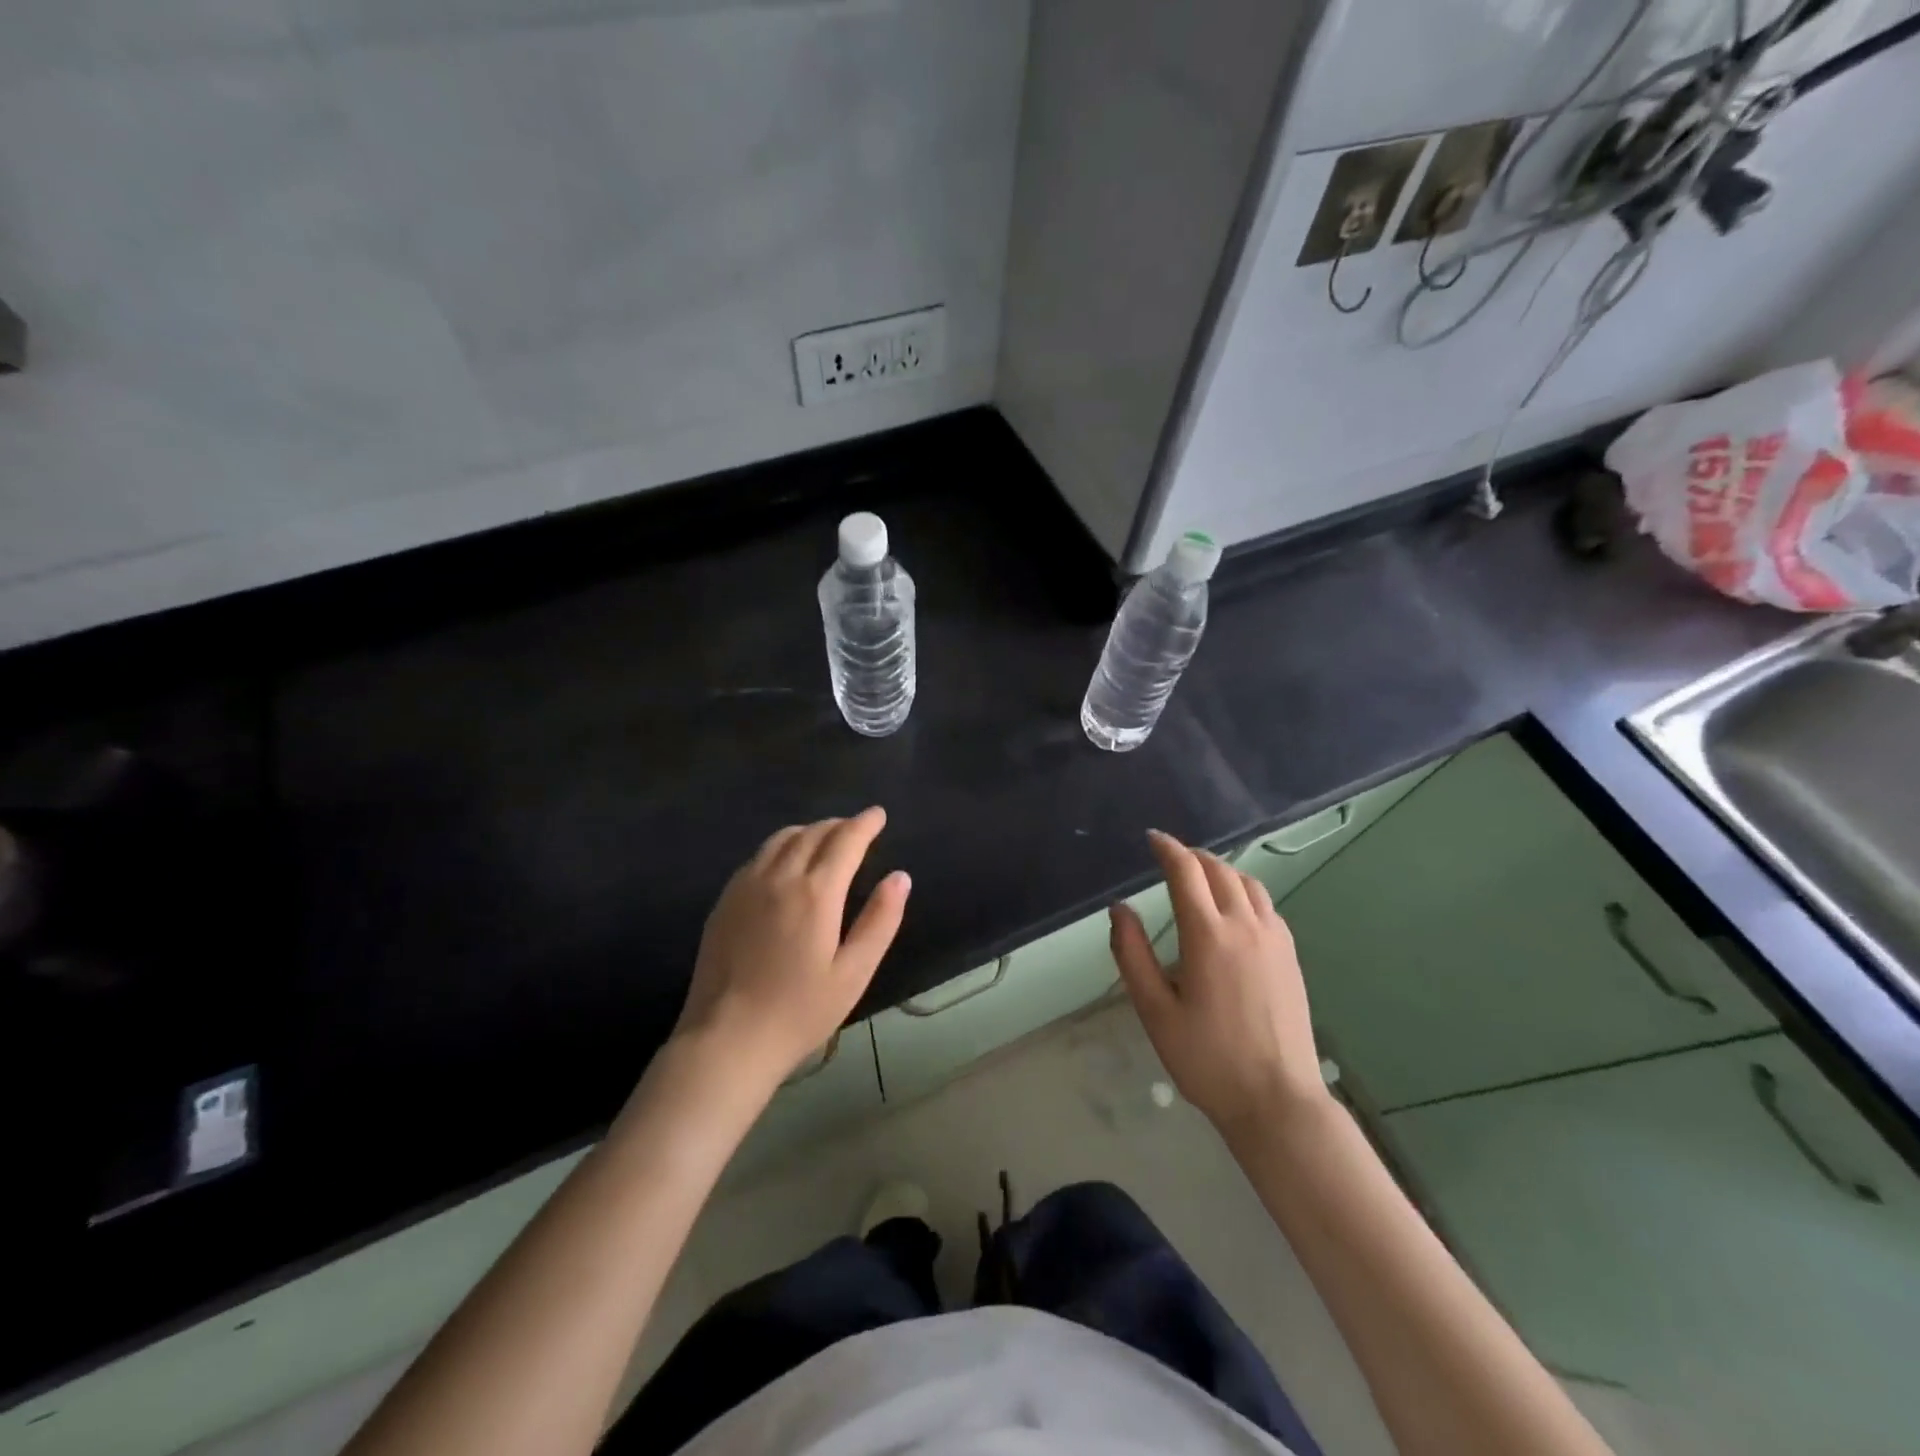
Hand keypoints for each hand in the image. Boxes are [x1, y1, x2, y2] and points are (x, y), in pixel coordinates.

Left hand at [674, 807, 909, 1091]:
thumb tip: (900, 877)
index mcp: (815, 893)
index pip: (845, 841)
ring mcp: (746, 886)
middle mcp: (779, 877)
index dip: (865, 824)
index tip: (878, 814)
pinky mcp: (725, 901)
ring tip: (825, 839)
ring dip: (809, 831)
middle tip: (857, 829)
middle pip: (812, 833)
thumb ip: (880, 921)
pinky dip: (781, 847)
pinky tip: (785, 864)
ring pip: (781, 839)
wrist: (726, 1040)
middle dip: (839, 825)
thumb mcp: (853, 973)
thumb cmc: (799, 1011)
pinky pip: (758, 857)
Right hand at [1110, 830, 1330, 1138]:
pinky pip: (1266, 904)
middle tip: (1170, 857)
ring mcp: (1274, 939)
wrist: (1277, 1101)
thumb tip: (1119, 909)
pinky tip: (1233, 909)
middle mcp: (1245, 926)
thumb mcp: (1154, 1010)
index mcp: (1208, 935)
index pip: (1186, 872)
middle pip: (1219, 870)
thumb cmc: (1207, 1059)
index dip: (1168, 848)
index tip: (1152, 838)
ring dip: (1220, 869)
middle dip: (1192, 856)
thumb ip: (1132, 954)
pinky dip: (1243, 890)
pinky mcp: (1290, 956)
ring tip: (1200, 875)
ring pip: (1248, 883)